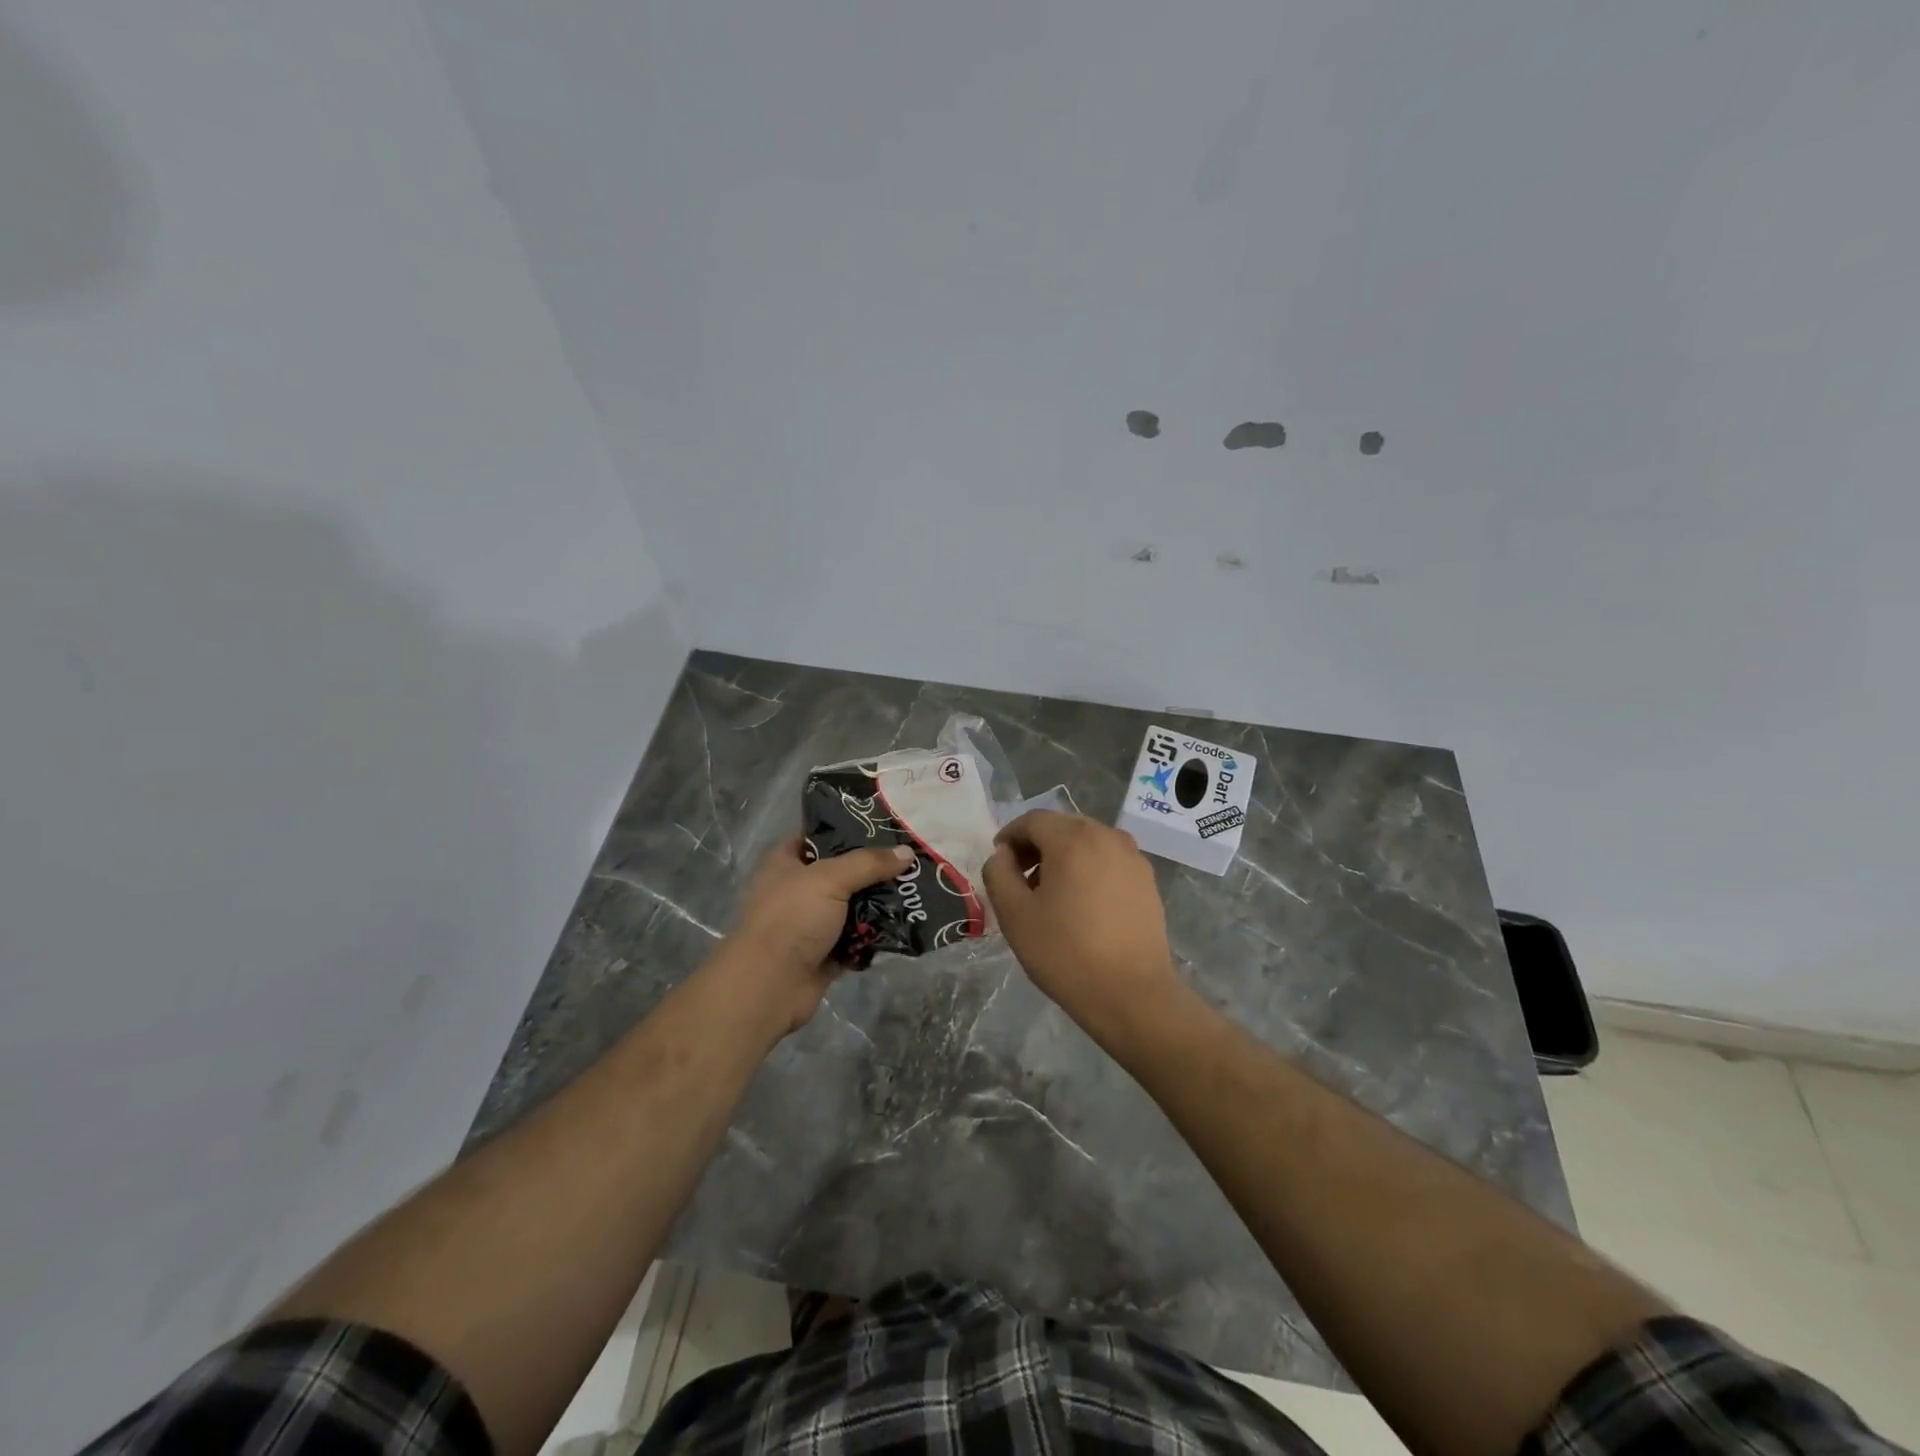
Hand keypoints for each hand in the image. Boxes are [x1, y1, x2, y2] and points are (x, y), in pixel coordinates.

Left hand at [721, 836, 912, 1034]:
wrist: (770, 985)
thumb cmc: (792, 918)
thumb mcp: (830, 879)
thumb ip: (868, 863)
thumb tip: (907, 852)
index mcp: (785, 863)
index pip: (818, 837)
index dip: (847, 831)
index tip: (883, 828)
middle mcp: (797, 890)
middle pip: (842, 873)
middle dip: (873, 871)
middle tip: (910, 862)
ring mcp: (810, 924)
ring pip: (852, 908)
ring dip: (878, 905)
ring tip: (915, 892)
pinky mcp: (824, 953)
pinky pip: (856, 939)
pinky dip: (874, 936)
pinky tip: (904, 925)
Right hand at [982, 811, 1184, 1039]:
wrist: (1132, 994)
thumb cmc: (1066, 952)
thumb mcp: (1015, 914)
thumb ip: (998, 874)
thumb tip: (1003, 855)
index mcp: (1073, 839)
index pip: (1033, 820)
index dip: (1010, 836)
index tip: (999, 862)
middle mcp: (1107, 836)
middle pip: (1062, 826)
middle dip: (1037, 845)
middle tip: (1021, 878)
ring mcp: (1133, 857)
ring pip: (1088, 842)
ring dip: (1064, 856)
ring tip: (1051, 894)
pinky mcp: (1147, 880)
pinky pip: (1109, 860)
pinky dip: (1089, 868)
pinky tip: (1083, 905)